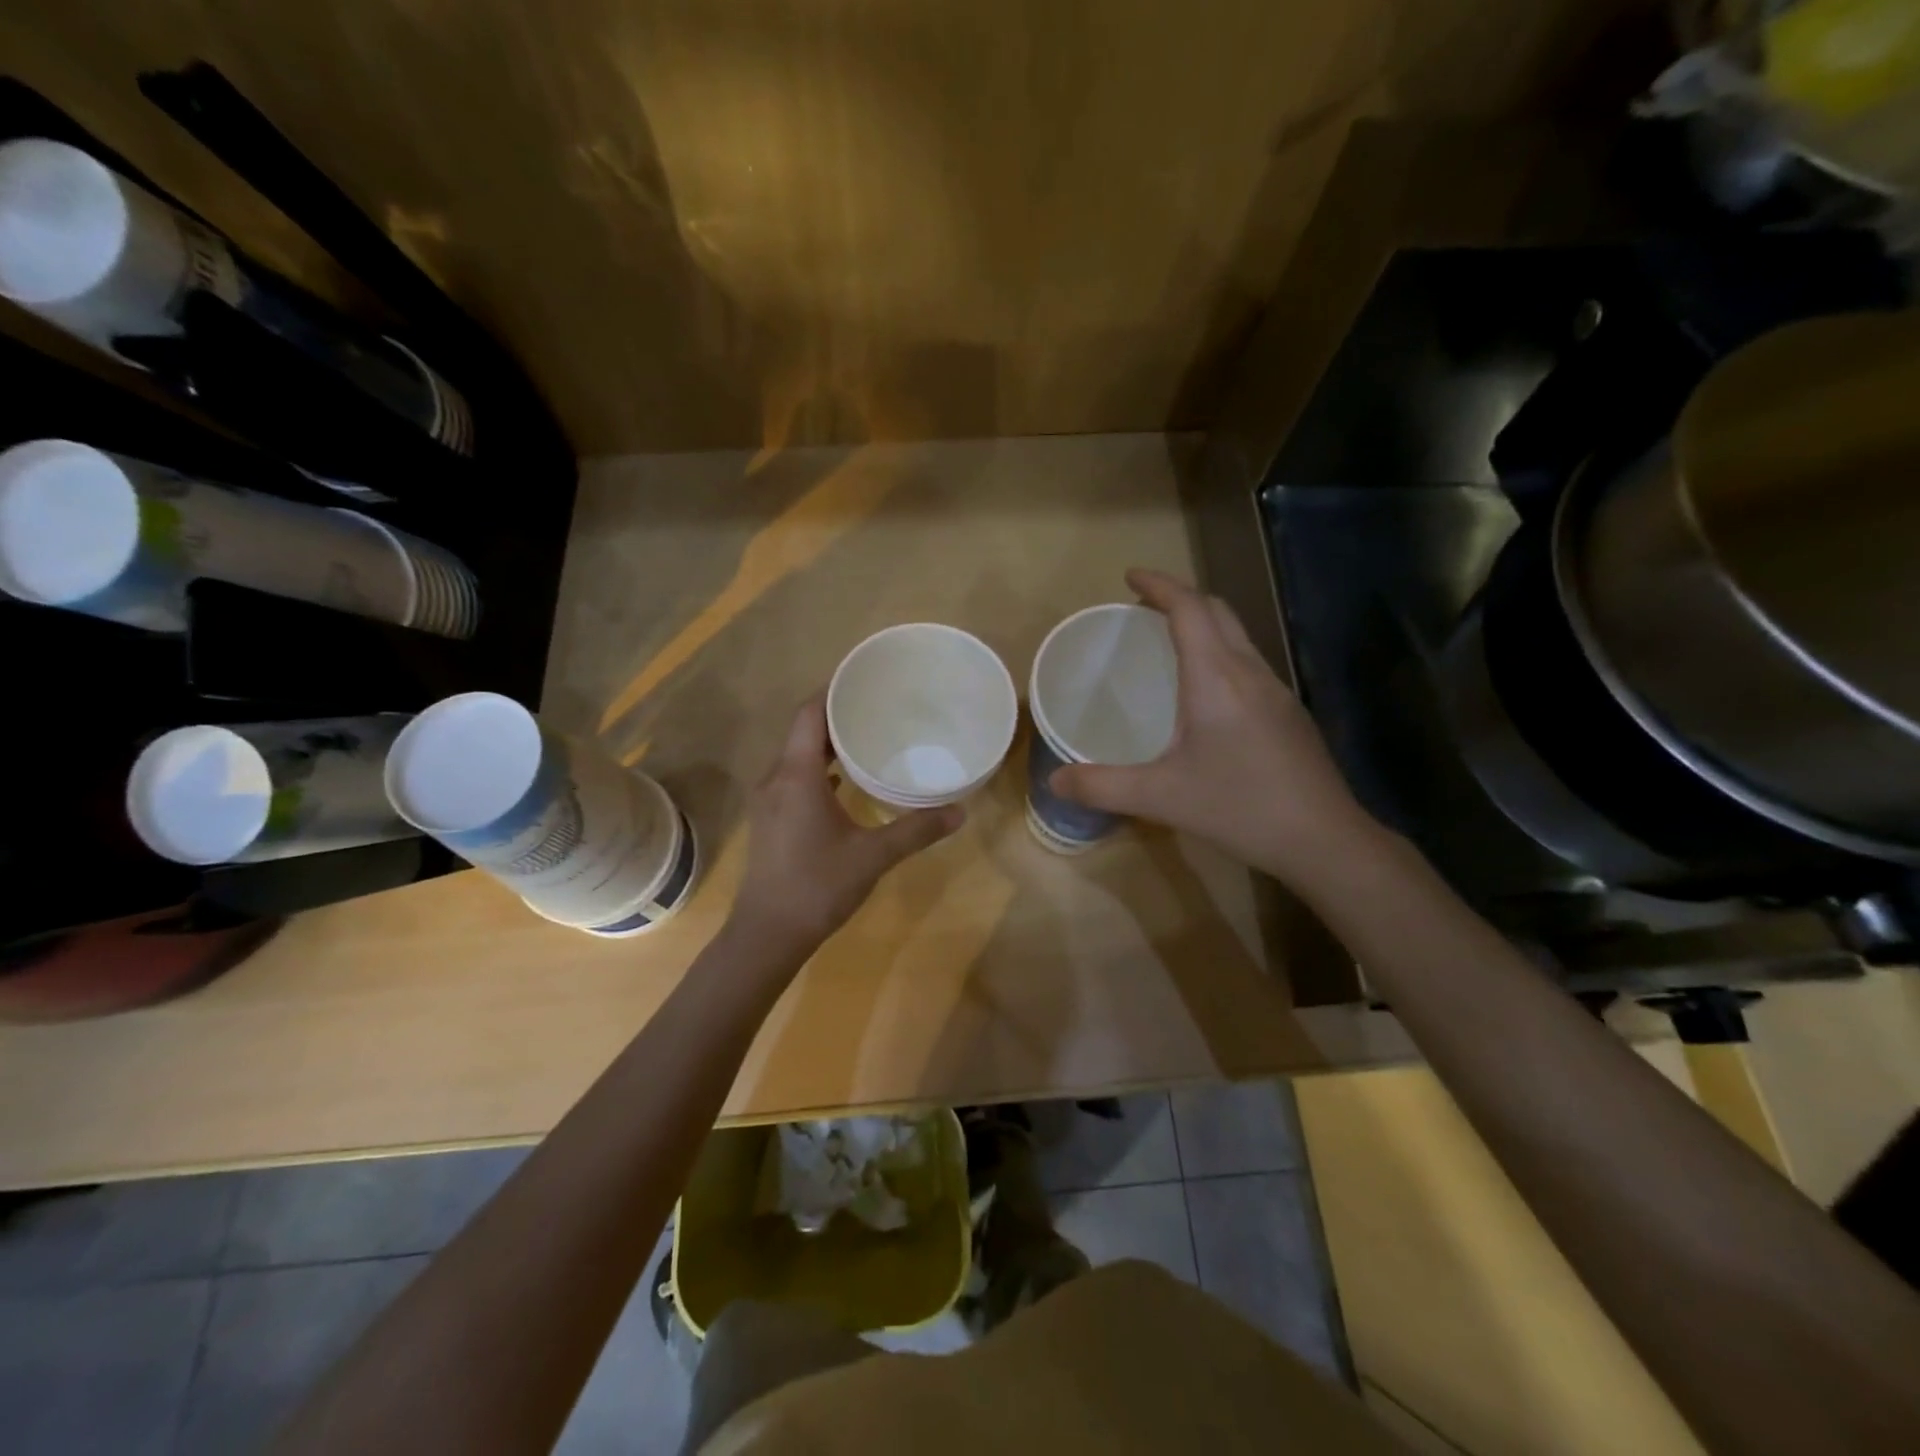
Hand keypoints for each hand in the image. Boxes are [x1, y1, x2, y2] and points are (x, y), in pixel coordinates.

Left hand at [729, 694, 963, 961]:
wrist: (767, 934)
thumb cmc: (817, 887)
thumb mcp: (873, 856)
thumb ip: (916, 830)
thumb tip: (960, 812)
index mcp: (797, 776)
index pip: (810, 713)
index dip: (833, 690)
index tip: (864, 678)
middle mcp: (776, 778)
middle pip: (803, 730)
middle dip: (836, 714)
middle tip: (877, 705)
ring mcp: (769, 800)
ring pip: (797, 755)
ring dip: (827, 743)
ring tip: (867, 736)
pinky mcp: (770, 819)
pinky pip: (794, 777)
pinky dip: (819, 768)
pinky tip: (845, 779)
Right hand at [1049, 569, 1383, 889]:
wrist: (1325, 841)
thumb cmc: (1240, 807)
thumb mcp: (1160, 797)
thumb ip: (1102, 786)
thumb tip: (1054, 780)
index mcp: (1216, 678)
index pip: (1190, 609)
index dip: (1160, 585)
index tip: (1130, 577)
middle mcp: (1250, 673)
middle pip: (1218, 612)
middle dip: (1180, 598)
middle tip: (1144, 608)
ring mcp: (1277, 692)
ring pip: (1238, 637)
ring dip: (1204, 625)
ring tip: (1170, 642)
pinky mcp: (1289, 714)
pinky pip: (1249, 664)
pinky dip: (1220, 654)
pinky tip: (1206, 695)